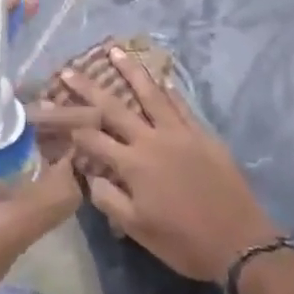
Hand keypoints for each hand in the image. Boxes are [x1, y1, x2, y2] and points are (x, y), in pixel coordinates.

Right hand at [56, 45, 278, 282]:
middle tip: (69, 70)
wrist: (239, 242)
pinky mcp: (202, 134)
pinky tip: (159, 79)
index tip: (54, 111)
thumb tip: (89, 176)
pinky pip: (180, 105)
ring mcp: (179, 133)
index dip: (72, 126)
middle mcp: (152, 140)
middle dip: (88, 88)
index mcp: (133, 165)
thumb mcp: (138, 230)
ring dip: (130, 71)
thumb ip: (109, 200)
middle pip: (114, 108)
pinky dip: (167, 90)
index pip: (94, 139)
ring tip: (114, 51)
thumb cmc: (184, 242)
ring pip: (150, 94)